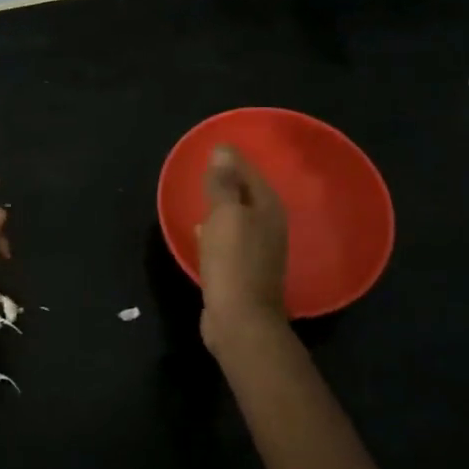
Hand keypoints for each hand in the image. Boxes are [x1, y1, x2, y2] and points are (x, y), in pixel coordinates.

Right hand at [196, 145, 288, 349]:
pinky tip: (201, 231)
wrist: (239, 321)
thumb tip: (223, 149)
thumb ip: (224, 184)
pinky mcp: (243, 270)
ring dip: (221, 207)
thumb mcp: (225, 216)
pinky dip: (217, 231)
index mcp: (268, 208)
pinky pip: (229, 239)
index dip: (232, 159)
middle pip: (246, 194)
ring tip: (200, 196)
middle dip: (228, 181)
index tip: (211, 147)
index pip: (250, 172)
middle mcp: (269, 226)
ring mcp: (258, 250)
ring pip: (238, 217)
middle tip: (203, 169)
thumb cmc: (233, 263)